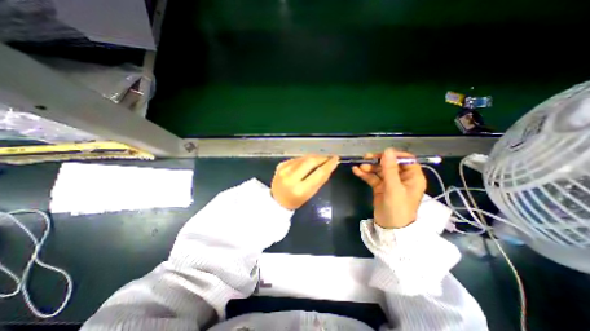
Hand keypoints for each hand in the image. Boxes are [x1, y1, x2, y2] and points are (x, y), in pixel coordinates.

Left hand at [270, 155, 338, 208]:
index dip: (329, 165)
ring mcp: (283, 169)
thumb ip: (320, 180)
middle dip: (321, 158)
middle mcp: (290, 177)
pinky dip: (305, 159)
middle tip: (328, 158)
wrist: (276, 200)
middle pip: (310, 161)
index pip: (318, 173)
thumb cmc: (295, 200)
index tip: (336, 159)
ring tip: (320, 159)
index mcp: (300, 189)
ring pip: (303, 158)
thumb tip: (330, 166)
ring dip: (314, 157)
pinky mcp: (281, 164)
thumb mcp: (310, 194)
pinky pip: (297, 159)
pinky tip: (308, 162)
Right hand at [352, 149, 426, 228]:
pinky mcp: (380, 187)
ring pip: (379, 170)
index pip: (405, 159)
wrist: (389, 228)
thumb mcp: (394, 188)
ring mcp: (390, 182)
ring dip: (369, 167)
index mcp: (412, 177)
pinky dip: (365, 174)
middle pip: (389, 164)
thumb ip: (390, 169)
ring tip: (359, 167)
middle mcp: (402, 178)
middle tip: (365, 159)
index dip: (393, 155)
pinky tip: (356, 171)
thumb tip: (387, 151)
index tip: (381, 154)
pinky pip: (372, 177)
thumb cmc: (397, 208)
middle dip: (377, 161)